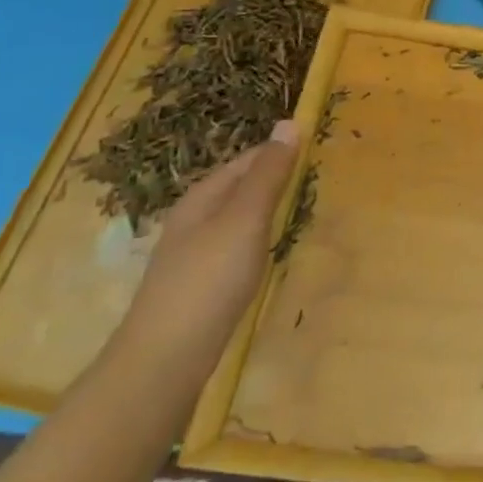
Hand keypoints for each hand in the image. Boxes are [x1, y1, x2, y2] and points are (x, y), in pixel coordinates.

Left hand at [114, 121, 302, 381]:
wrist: (164, 359)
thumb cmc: (209, 279)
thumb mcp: (245, 219)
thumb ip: (268, 175)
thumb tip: (288, 122)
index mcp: (203, 196)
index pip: (247, 159)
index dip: (280, 152)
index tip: (318, 150)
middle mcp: (193, 218)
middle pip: (239, 186)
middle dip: (273, 179)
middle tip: (316, 180)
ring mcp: (192, 253)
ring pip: (235, 217)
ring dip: (265, 210)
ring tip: (299, 211)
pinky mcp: (197, 284)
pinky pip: (233, 246)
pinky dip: (256, 240)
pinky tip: (267, 254)